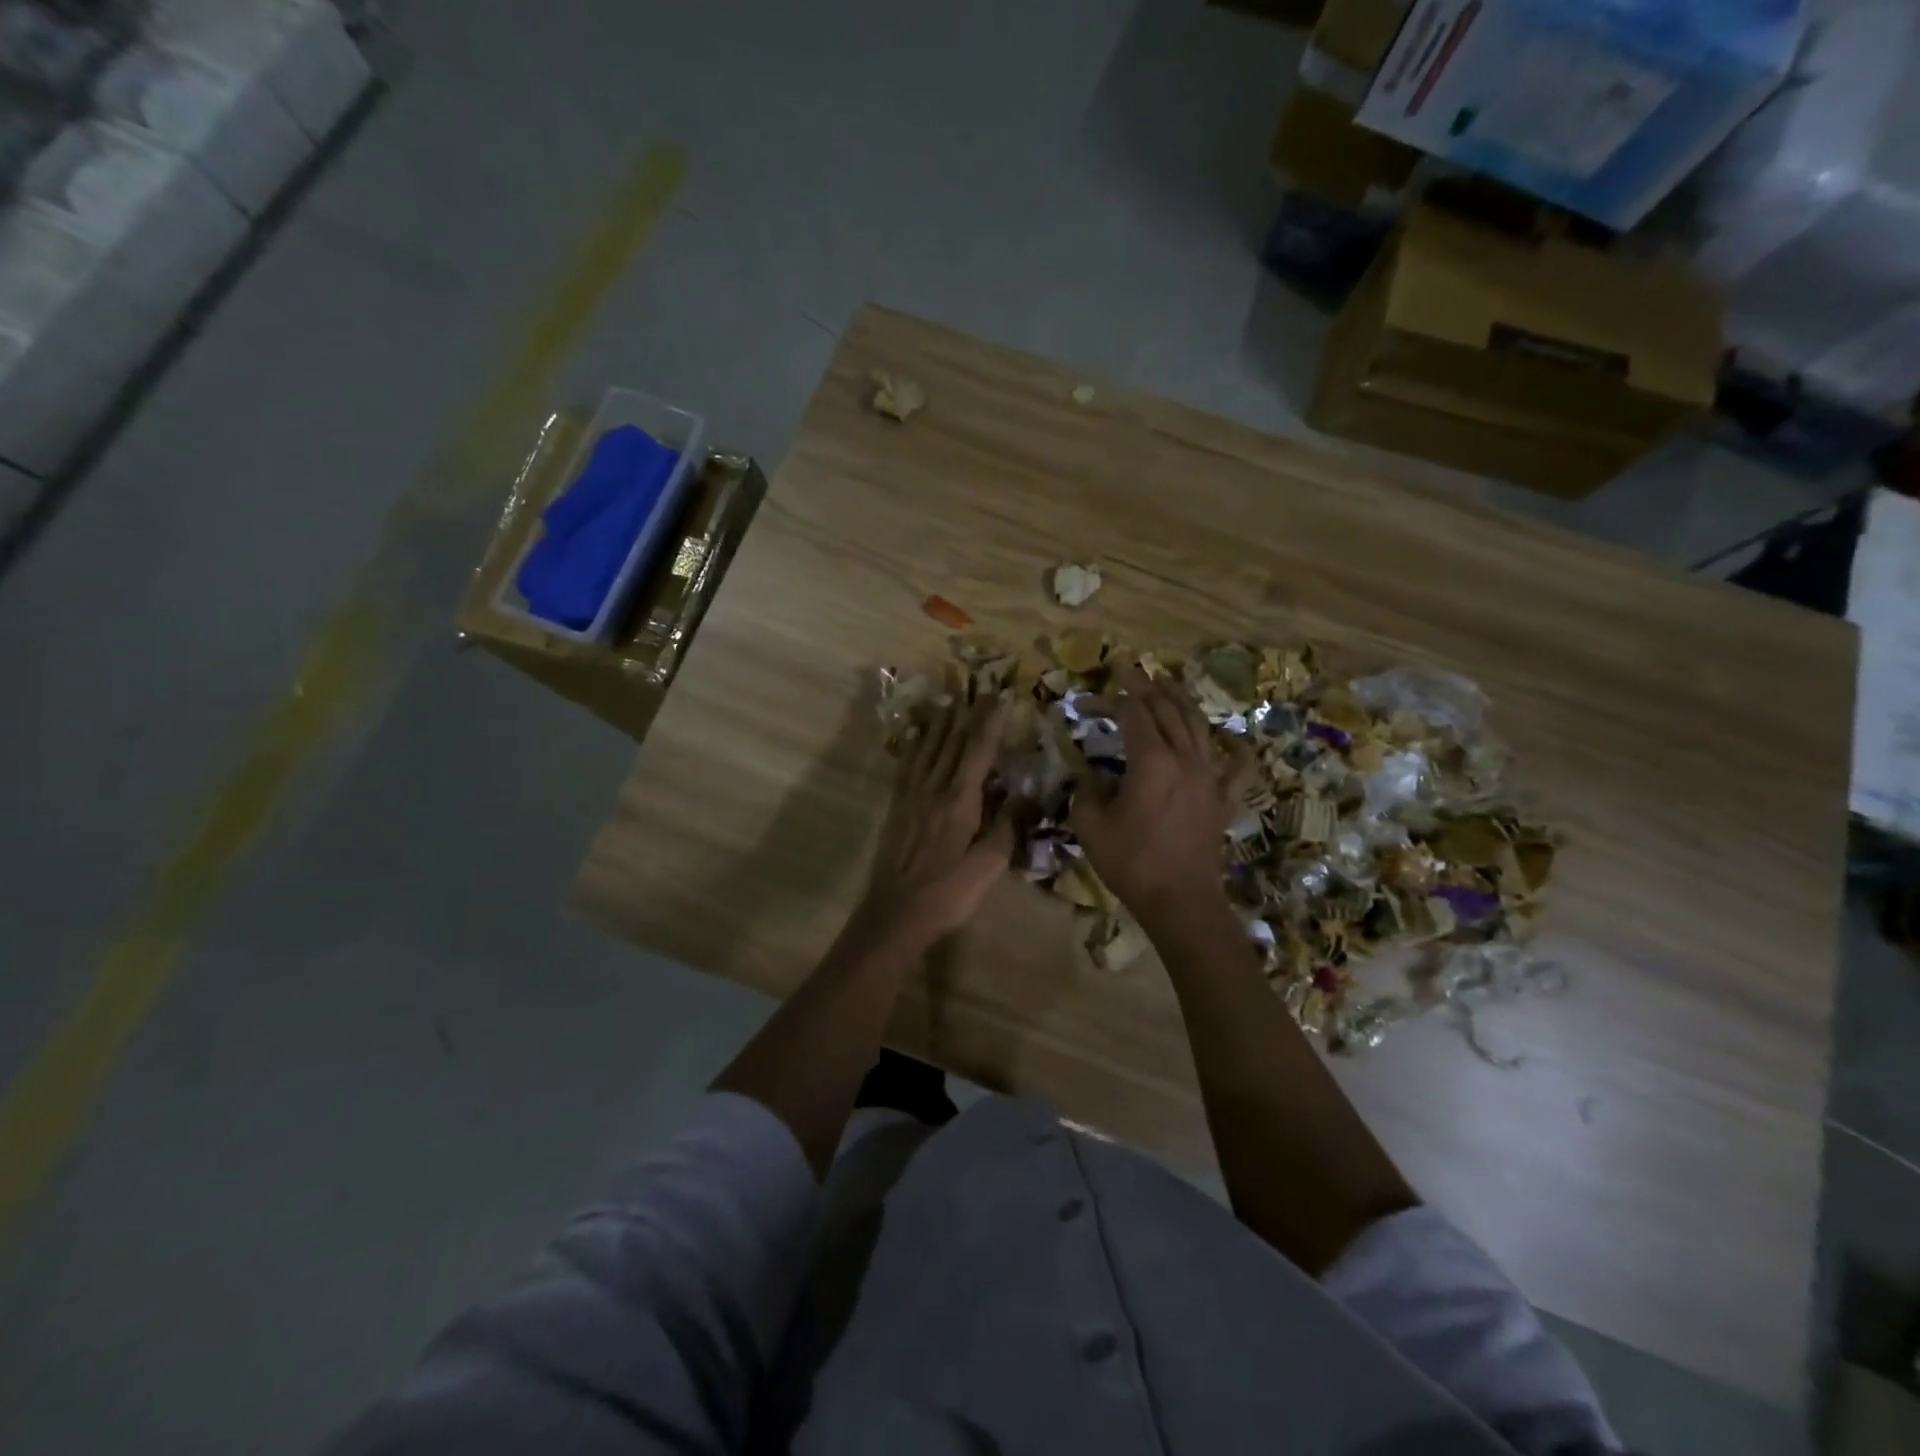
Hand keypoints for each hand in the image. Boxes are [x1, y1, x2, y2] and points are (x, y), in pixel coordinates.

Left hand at [859, 696, 1014, 946]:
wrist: (895, 915)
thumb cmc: (947, 894)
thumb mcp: (988, 867)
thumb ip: (1008, 827)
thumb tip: (1028, 795)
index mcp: (959, 801)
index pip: (978, 752)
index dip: (991, 722)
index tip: (1002, 696)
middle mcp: (933, 789)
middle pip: (952, 743)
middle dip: (968, 714)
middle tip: (979, 689)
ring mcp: (911, 797)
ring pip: (927, 749)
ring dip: (940, 723)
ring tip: (949, 700)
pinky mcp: (896, 808)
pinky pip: (906, 766)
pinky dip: (914, 746)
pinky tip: (916, 737)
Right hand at [1073, 665, 1234, 922]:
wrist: (1180, 900)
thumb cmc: (1131, 862)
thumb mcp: (1090, 826)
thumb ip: (1084, 792)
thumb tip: (1088, 780)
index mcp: (1151, 761)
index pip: (1130, 713)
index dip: (1106, 701)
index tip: (1082, 703)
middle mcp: (1185, 758)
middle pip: (1167, 709)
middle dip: (1143, 686)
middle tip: (1126, 672)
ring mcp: (1210, 776)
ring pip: (1198, 725)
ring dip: (1179, 701)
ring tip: (1165, 687)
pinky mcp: (1223, 798)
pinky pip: (1237, 766)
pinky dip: (1234, 747)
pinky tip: (1231, 738)